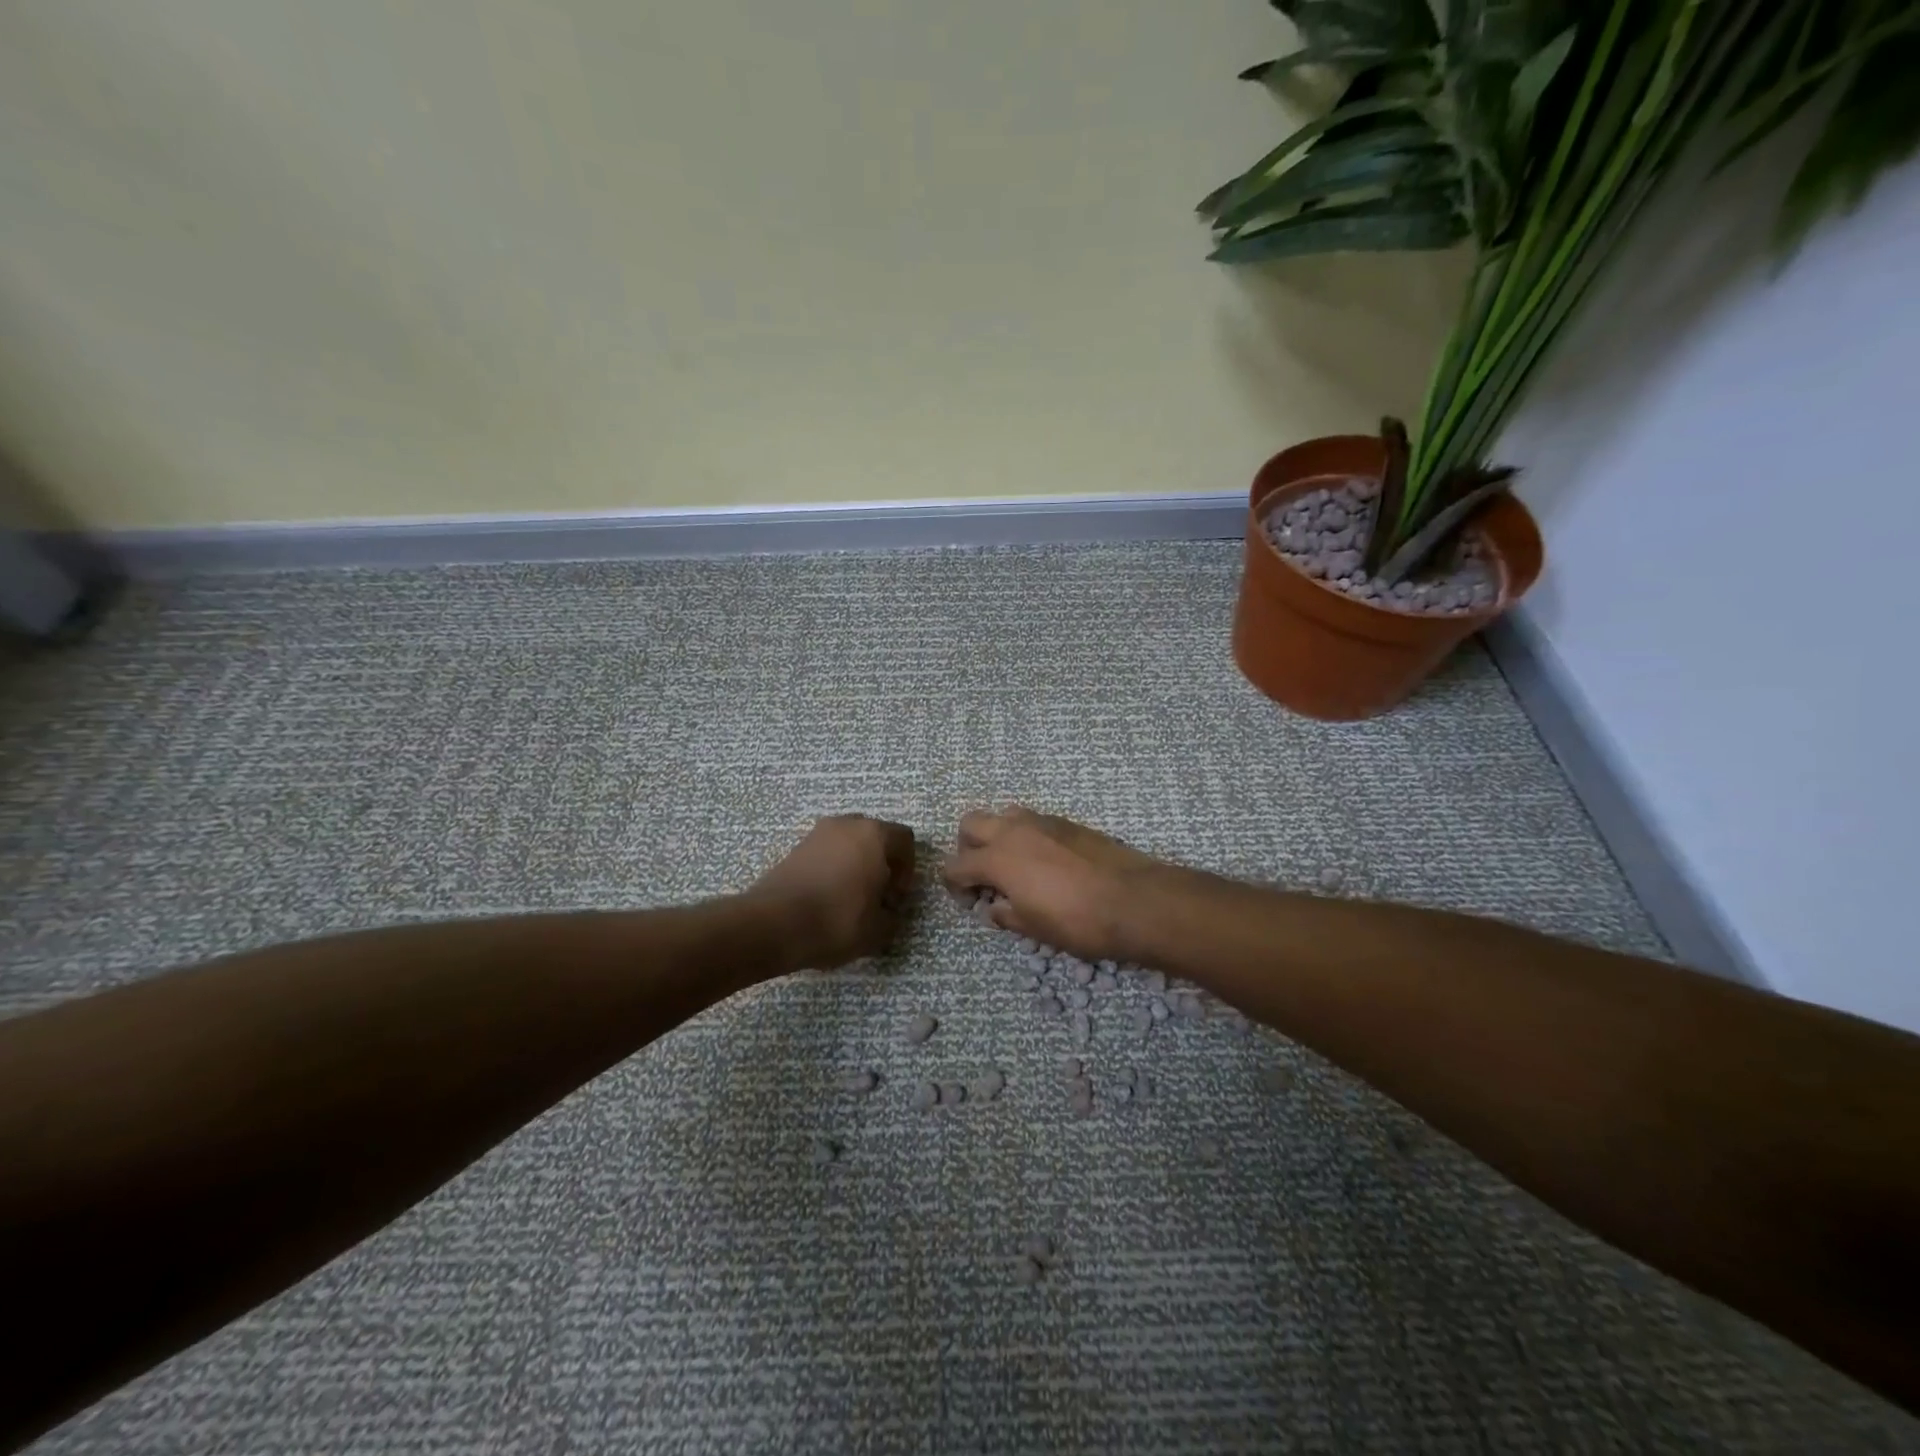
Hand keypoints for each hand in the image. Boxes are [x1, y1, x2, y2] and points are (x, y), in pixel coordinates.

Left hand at [748, 815, 916, 969]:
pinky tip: (826, 899)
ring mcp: (817, 833)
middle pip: (875, 837)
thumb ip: (892, 917)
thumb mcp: (878, 930)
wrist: (773, 924)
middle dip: (881, 864)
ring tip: (850, 900)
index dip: (908, 869)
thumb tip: (888, 912)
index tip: (895, 897)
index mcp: (874, 835)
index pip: (905, 840)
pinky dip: (832, 870)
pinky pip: (825, 854)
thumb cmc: (837, 920)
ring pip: (848, 844)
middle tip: (877, 896)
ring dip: (855, 865)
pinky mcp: (794, 848)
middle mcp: (847, 824)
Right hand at [940, 806, 1161, 962]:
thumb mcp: (1034, 928)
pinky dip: (1025, 835)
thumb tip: (994, 908)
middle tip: (982, 876)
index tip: (967, 902)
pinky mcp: (1068, 822)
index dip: (954, 885)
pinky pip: (1033, 820)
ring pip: (1003, 815)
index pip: (956, 865)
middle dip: (967, 848)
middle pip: (971, 824)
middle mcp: (1014, 831)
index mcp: (998, 859)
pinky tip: (1043, 862)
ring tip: (1012, 864)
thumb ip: (1005, 915)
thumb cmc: (1078, 922)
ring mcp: (1042, 821)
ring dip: (997, 835)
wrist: (1135, 900)